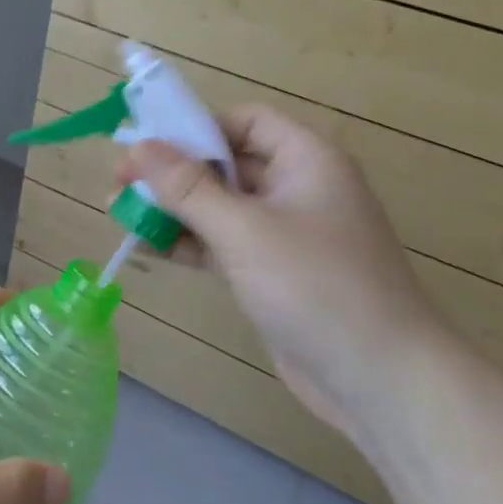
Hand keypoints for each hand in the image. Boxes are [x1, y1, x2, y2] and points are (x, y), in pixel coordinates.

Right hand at [117, 106, 440, 438]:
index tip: (147, 144)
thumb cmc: (317, 286)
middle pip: (226, 163)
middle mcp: (298, 187)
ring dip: (174, 208)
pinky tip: (148, 245)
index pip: (244, 121)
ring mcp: (286, 233)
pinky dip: (189, 242)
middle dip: (173, 172)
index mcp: (306, 159)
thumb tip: (138, 147)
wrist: (382, 382)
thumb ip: (187, 187)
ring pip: (219, 206)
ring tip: (119, 212)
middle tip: (120, 182)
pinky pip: (223, 242)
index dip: (196, 127)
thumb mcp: (244, 230)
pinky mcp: (274, 272)